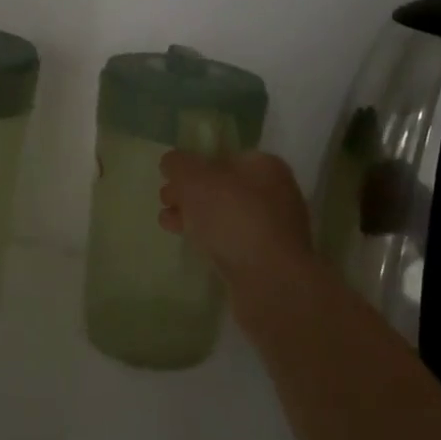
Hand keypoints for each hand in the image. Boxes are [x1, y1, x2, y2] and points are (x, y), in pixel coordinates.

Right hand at [159, 150, 314, 276]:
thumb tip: (171, 161)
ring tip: (167, 225)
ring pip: (226, 216)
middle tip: (165, 202)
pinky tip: (192, 247)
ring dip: (196, 218)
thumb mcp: (196, 180)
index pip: (223, 157)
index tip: (169, 179)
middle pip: (223, 187)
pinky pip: (233, 242)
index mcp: (264, 166)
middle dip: (191, 193)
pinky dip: (211, 240)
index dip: (193, 165)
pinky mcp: (268, 260)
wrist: (271, 282)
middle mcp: (275, 193)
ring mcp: (274, 229)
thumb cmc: (234, 218)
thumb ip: (179, 165)